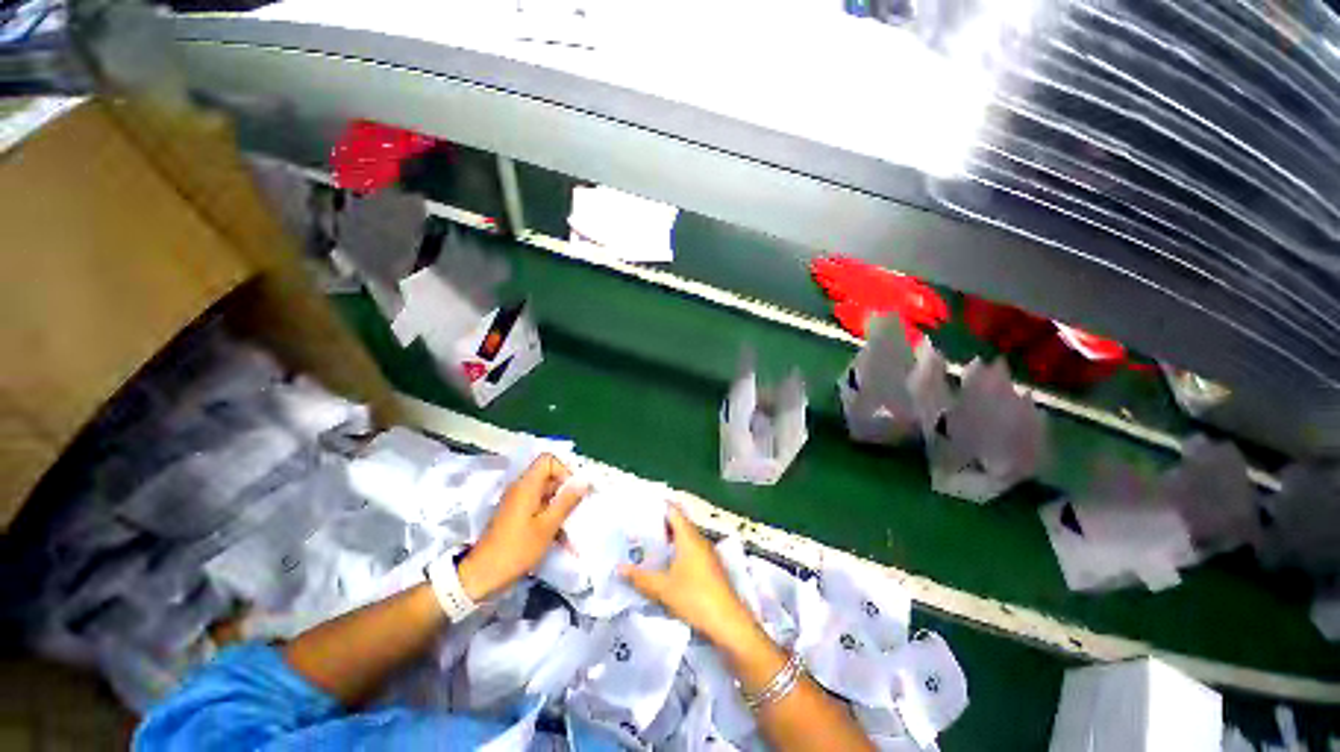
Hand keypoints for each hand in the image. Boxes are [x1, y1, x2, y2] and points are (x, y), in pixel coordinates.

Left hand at [457, 454, 589, 601]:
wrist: (482, 576)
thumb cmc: (516, 549)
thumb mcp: (547, 526)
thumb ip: (567, 501)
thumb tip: (584, 481)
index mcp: (526, 486)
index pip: (548, 460)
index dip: (564, 469)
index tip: (574, 489)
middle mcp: (520, 488)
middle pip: (548, 475)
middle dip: (566, 489)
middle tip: (578, 507)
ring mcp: (517, 502)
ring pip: (545, 492)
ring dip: (560, 504)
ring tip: (570, 524)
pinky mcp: (515, 515)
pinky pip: (538, 505)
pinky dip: (550, 515)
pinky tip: (559, 535)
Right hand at [620, 503, 762, 650]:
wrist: (729, 623)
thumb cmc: (695, 598)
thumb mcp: (663, 588)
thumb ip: (640, 577)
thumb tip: (618, 567)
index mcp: (689, 537)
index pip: (674, 511)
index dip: (659, 506)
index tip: (642, 506)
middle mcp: (699, 540)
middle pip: (679, 524)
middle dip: (660, 524)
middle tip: (639, 528)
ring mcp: (707, 554)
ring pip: (685, 539)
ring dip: (669, 540)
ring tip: (648, 546)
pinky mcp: (711, 568)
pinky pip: (691, 551)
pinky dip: (677, 552)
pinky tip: (666, 565)